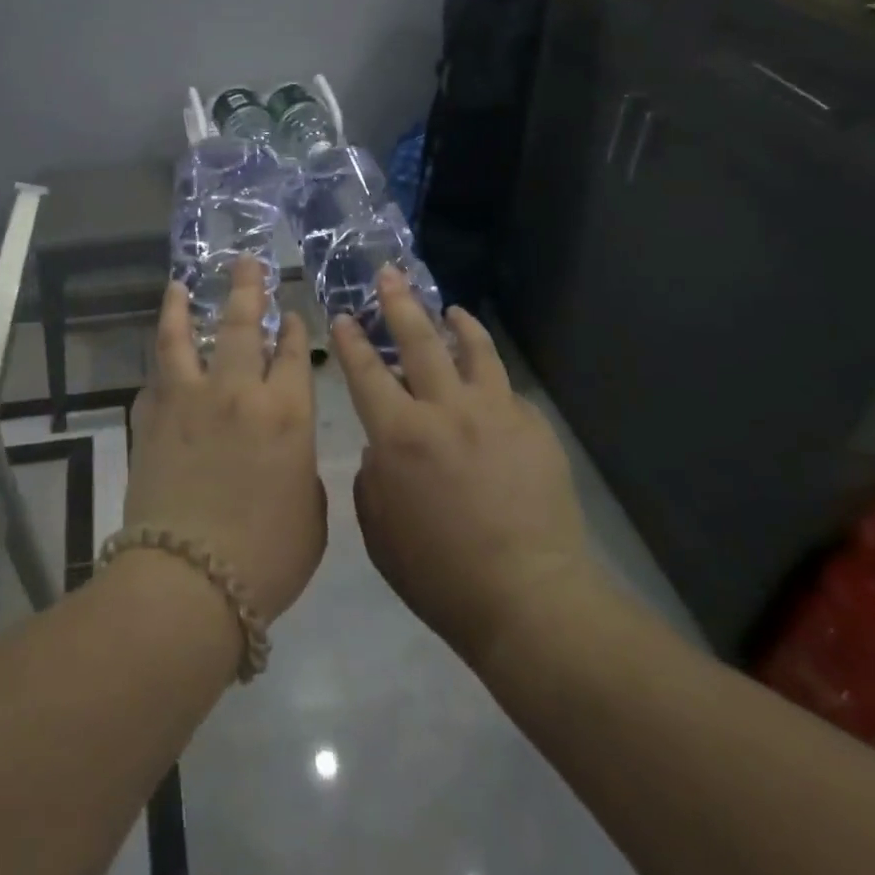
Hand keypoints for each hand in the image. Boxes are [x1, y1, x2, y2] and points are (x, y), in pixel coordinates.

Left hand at [124, 257, 325, 624]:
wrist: (188, 582)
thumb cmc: (266, 559)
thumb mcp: (311, 517)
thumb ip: (302, 472)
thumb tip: (284, 453)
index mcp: (288, 415)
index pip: (295, 355)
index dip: (294, 331)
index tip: (291, 315)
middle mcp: (239, 394)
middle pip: (244, 326)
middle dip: (248, 289)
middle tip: (247, 262)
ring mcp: (189, 401)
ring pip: (186, 337)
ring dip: (184, 306)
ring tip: (180, 283)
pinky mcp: (151, 418)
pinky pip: (155, 378)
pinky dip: (159, 363)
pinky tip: (160, 354)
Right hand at [334, 269, 593, 664]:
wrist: (529, 599)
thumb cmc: (440, 574)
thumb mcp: (379, 532)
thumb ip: (371, 478)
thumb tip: (383, 448)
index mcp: (400, 436)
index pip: (366, 372)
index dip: (350, 341)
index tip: (342, 316)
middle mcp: (445, 410)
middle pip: (418, 341)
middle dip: (398, 303)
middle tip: (388, 275)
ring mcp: (495, 413)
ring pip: (473, 350)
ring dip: (456, 324)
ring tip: (450, 309)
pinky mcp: (532, 427)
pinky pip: (507, 391)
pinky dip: (490, 378)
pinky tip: (488, 383)